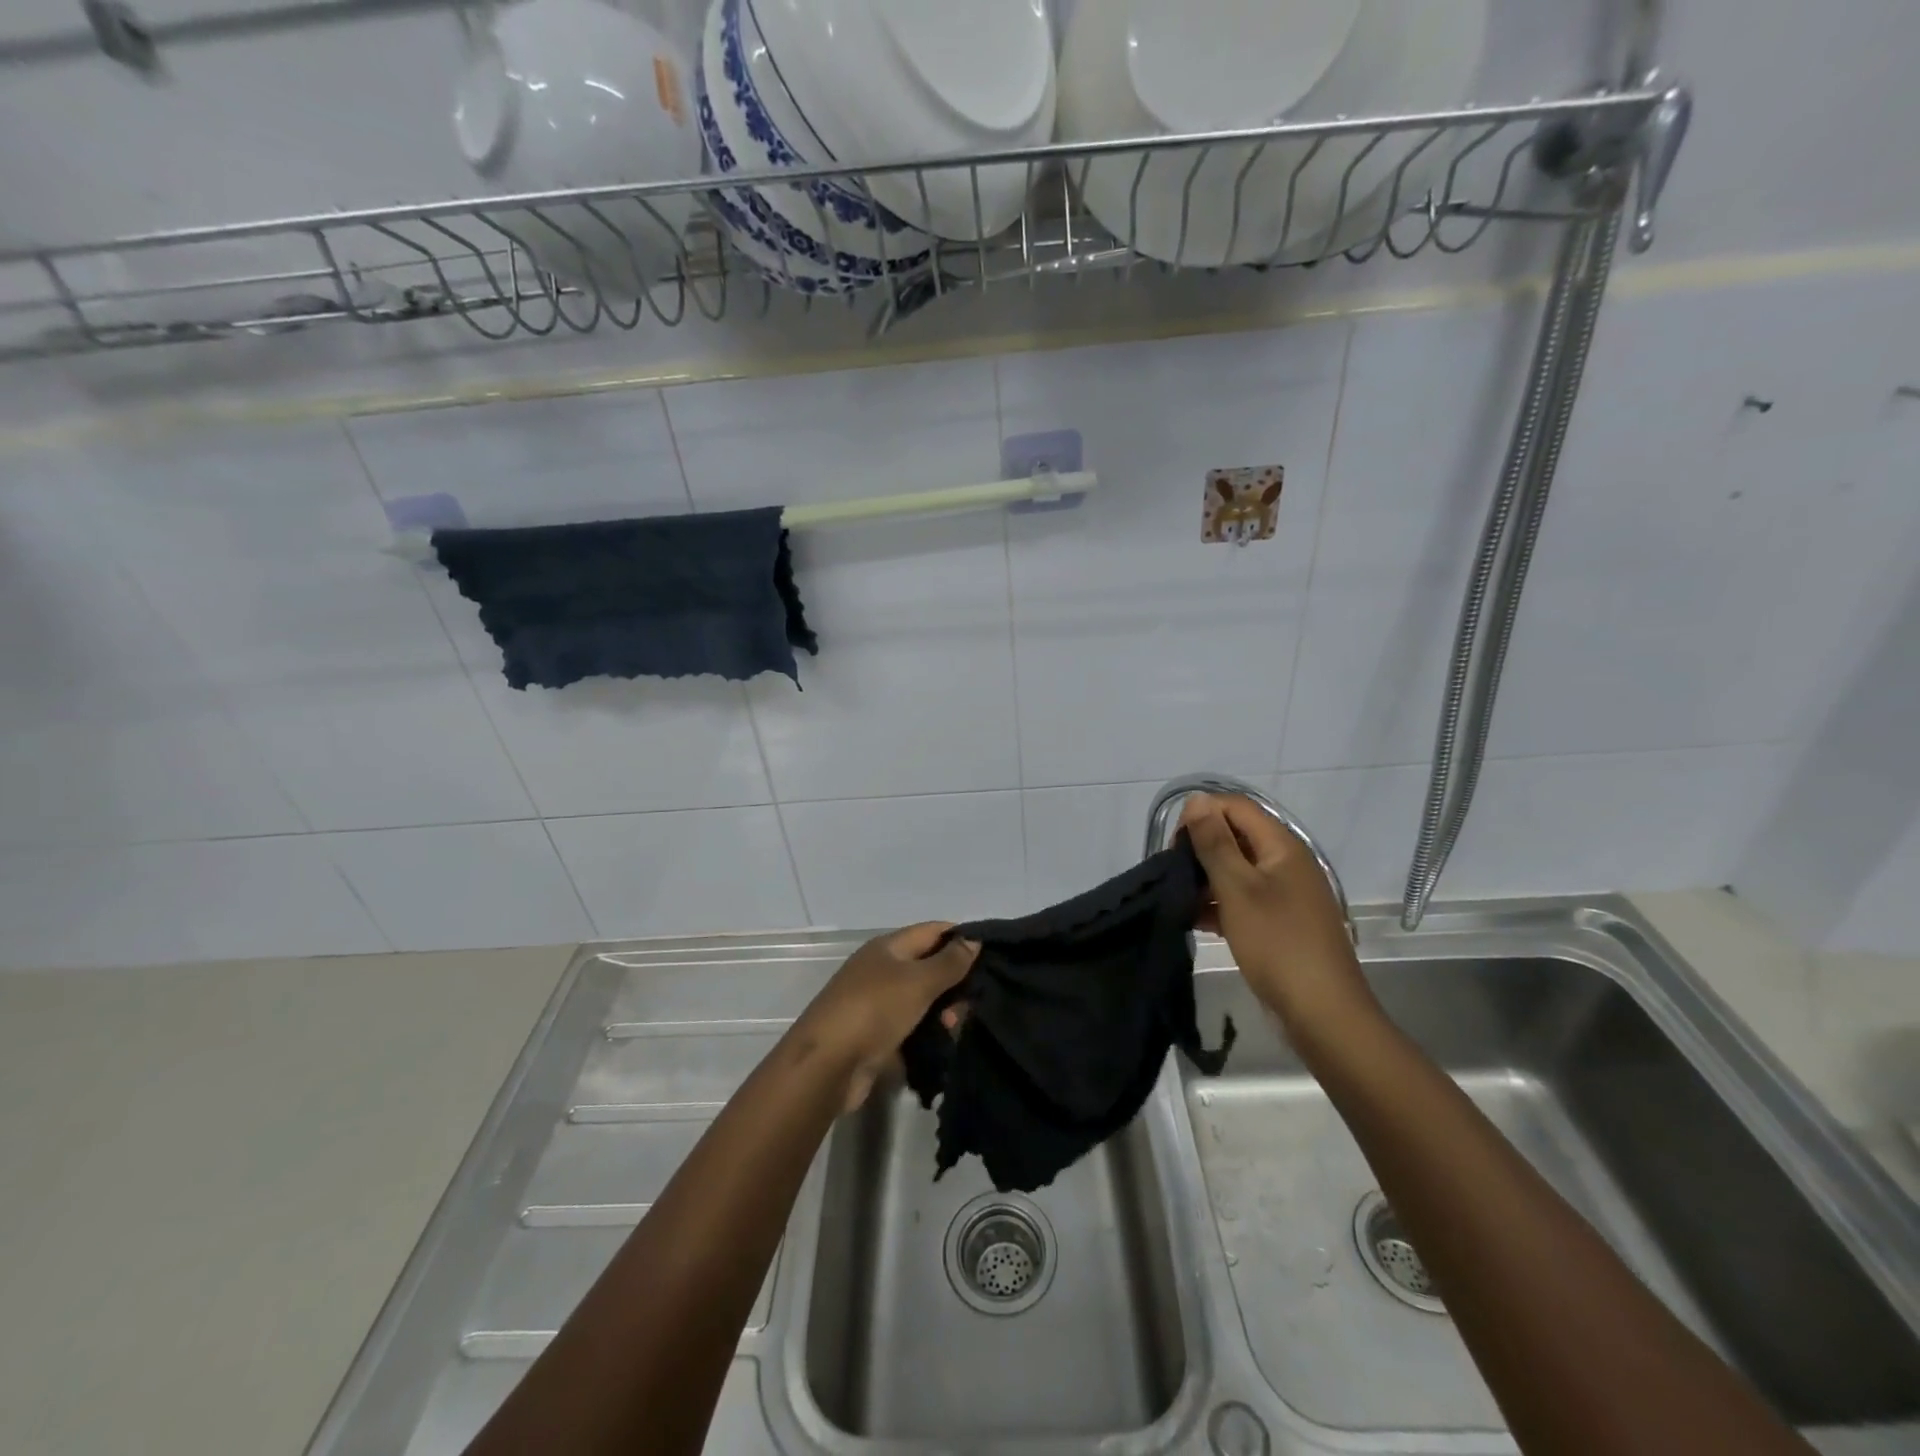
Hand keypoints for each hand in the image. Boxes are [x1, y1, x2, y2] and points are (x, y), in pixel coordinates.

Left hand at [791, 923, 977, 1111]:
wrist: (827, 1065)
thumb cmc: (874, 1010)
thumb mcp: (918, 981)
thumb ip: (949, 962)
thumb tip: (973, 939)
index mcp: (888, 948)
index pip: (932, 931)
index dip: (961, 938)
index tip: (992, 954)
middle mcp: (882, 970)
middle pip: (929, 966)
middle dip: (955, 981)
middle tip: (975, 1002)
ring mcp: (878, 1004)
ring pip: (923, 1000)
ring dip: (944, 1011)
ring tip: (955, 1028)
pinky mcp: (877, 1036)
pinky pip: (913, 1026)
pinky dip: (930, 1032)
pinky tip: (945, 1043)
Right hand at [1180, 794, 1374, 1038]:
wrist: (1322, 1013)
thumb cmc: (1278, 943)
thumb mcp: (1238, 889)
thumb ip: (1215, 843)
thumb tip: (1197, 800)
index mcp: (1282, 846)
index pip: (1236, 807)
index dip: (1201, 815)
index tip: (1174, 845)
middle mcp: (1287, 862)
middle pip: (1236, 836)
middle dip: (1201, 848)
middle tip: (1172, 874)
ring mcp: (1286, 893)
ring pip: (1238, 869)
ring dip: (1207, 878)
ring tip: (1179, 899)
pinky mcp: (1280, 921)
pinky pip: (1244, 898)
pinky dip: (1220, 903)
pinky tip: (1195, 920)